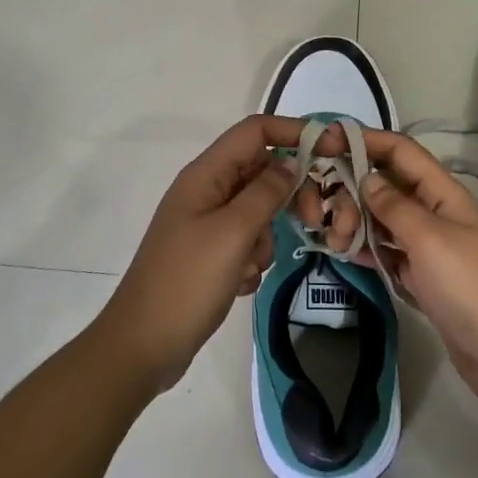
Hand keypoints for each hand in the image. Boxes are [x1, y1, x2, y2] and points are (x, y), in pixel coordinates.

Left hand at [95, 115, 303, 392]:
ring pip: (258, 210)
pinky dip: (252, 259)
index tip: (334, 148)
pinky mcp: (210, 253)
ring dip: (266, 237)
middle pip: (261, 171)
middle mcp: (206, 191)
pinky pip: (247, 241)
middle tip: (312, 219)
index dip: (294, 131)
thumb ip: (265, 193)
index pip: (255, 131)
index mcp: (205, 175)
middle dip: (288, 193)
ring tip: (251, 265)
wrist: (143, 346)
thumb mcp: (233, 233)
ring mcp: (206, 223)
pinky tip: (239, 284)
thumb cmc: (187, 282)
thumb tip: (290, 162)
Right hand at [319, 130, 477, 413]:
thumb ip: (394, 206)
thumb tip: (366, 177)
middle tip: (325, 216)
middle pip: (385, 184)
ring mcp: (426, 247)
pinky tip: (343, 252)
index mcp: (441, 193)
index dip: (366, 140)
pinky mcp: (421, 277)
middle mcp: (432, 213)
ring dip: (354, 221)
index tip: (326, 141)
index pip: (400, 151)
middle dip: (351, 190)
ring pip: (381, 219)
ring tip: (332, 239)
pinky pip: (385, 251)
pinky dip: (364, 249)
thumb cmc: (471, 287)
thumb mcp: (430, 239)